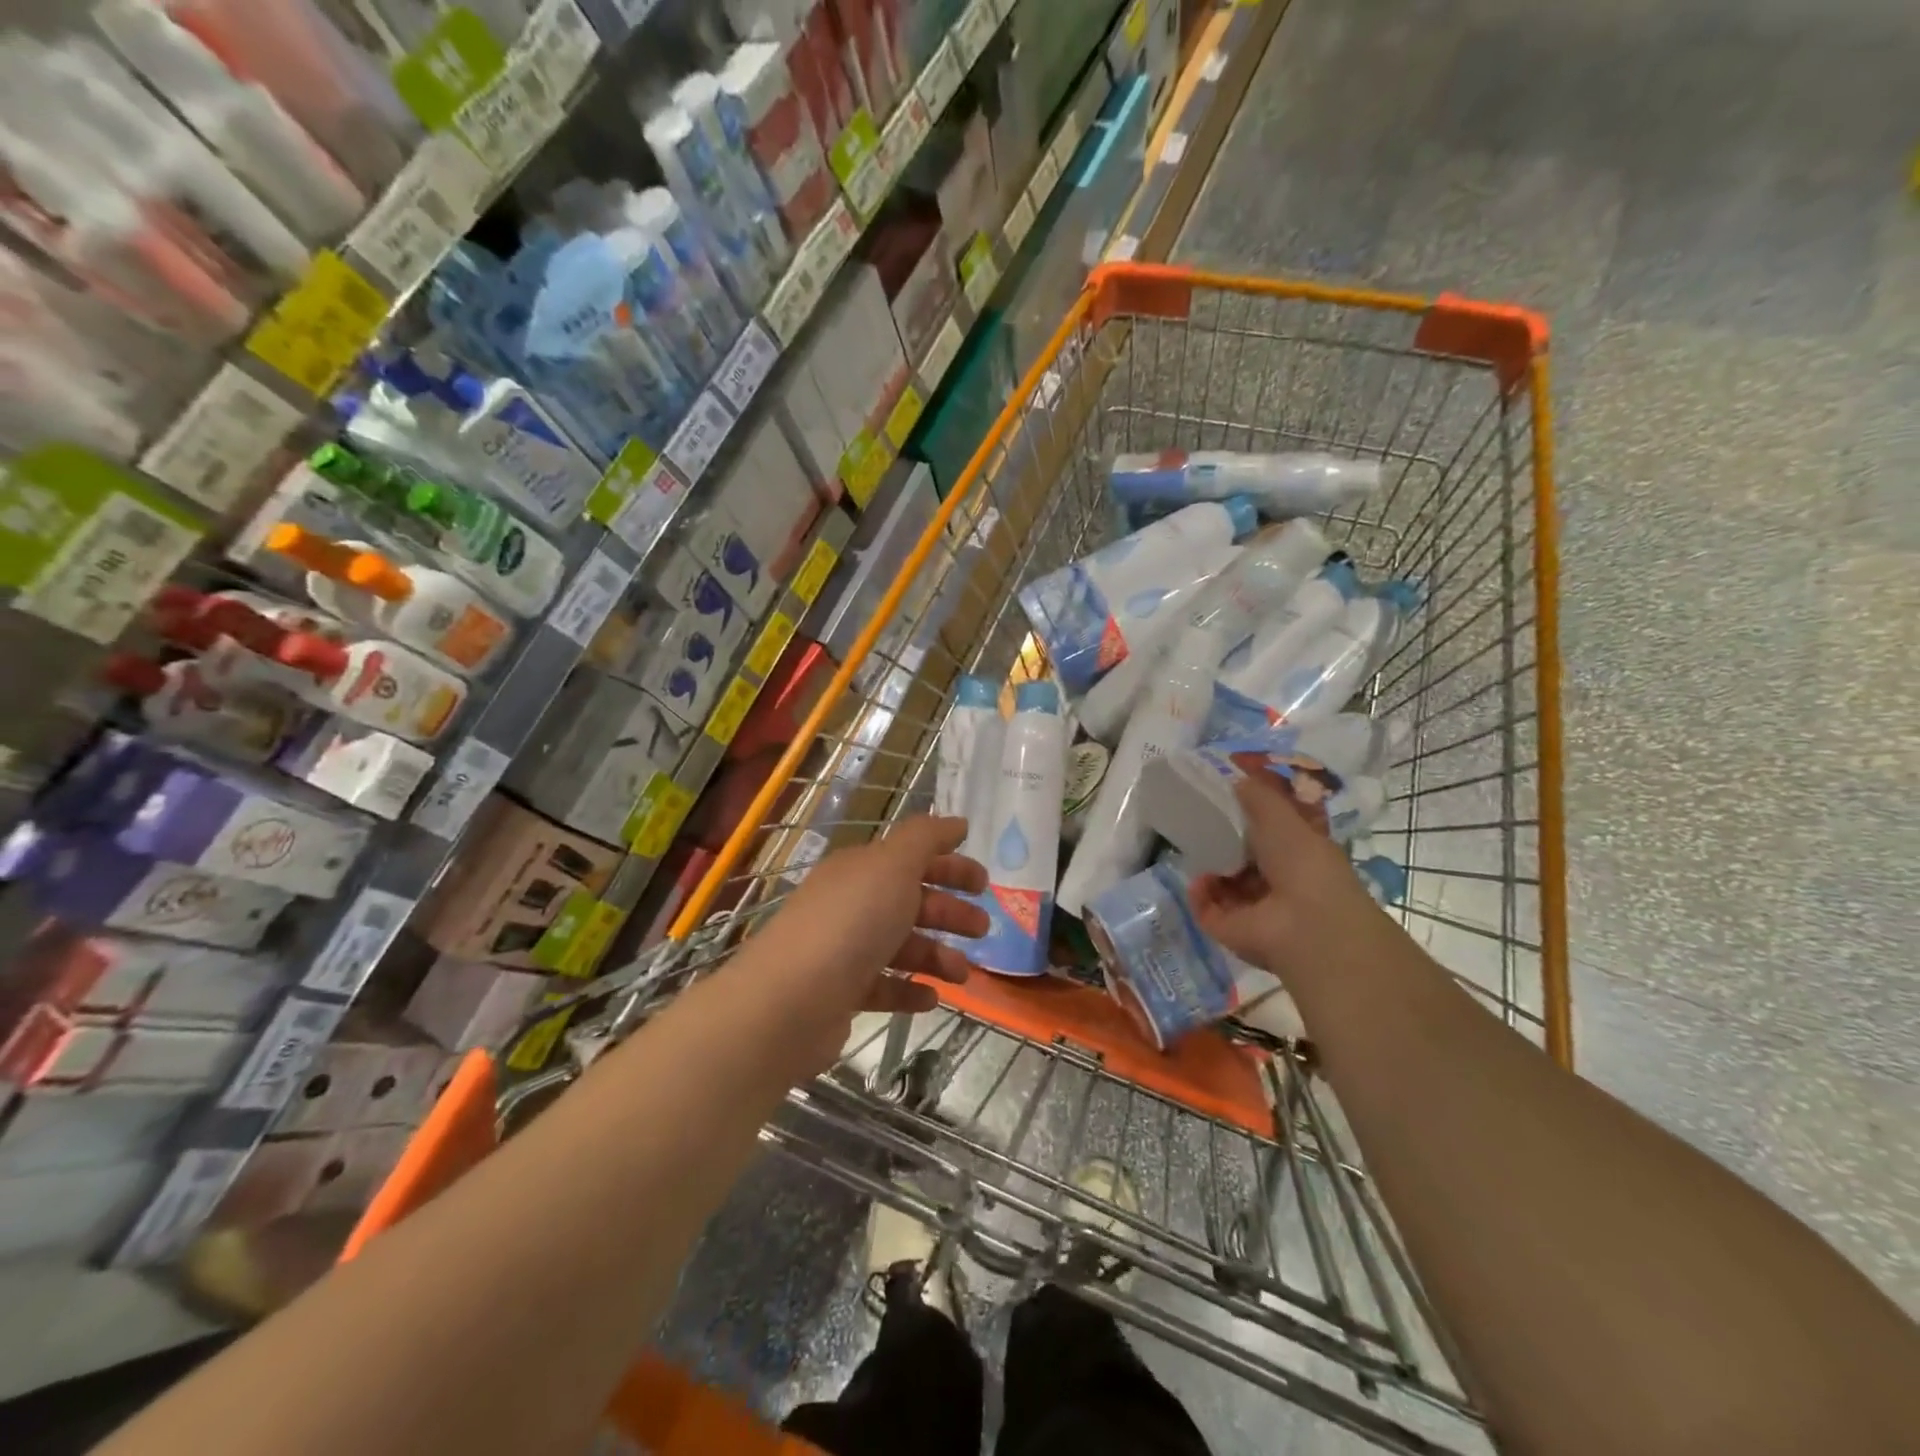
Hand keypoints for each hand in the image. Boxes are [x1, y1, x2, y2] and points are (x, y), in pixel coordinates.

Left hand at [756, 816, 986, 1071]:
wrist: (789, 1001)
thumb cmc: (851, 923)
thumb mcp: (894, 866)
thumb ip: (926, 838)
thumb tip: (956, 822)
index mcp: (862, 869)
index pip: (912, 858)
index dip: (949, 865)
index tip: (985, 882)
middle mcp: (850, 903)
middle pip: (909, 901)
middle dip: (949, 911)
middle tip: (984, 928)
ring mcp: (843, 949)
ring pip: (900, 945)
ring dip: (936, 955)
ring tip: (963, 974)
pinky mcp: (840, 993)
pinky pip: (883, 986)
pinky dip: (910, 989)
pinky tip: (932, 998)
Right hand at [1188, 771, 1380, 977]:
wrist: (1307, 925)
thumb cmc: (1303, 864)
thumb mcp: (1282, 817)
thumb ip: (1258, 796)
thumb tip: (1236, 779)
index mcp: (1300, 856)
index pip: (1272, 836)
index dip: (1251, 820)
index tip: (1226, 802)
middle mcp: (1280, 884)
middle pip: (1245, 860)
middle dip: (1224, 843)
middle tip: (1200, 822)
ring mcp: (1256, 910)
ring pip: (1225, 884)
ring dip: (1210, 867)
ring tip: (1195, 849)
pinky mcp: (1231, 930)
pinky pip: (1207, 908)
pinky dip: (1200, 894)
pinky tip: (1199, 880)